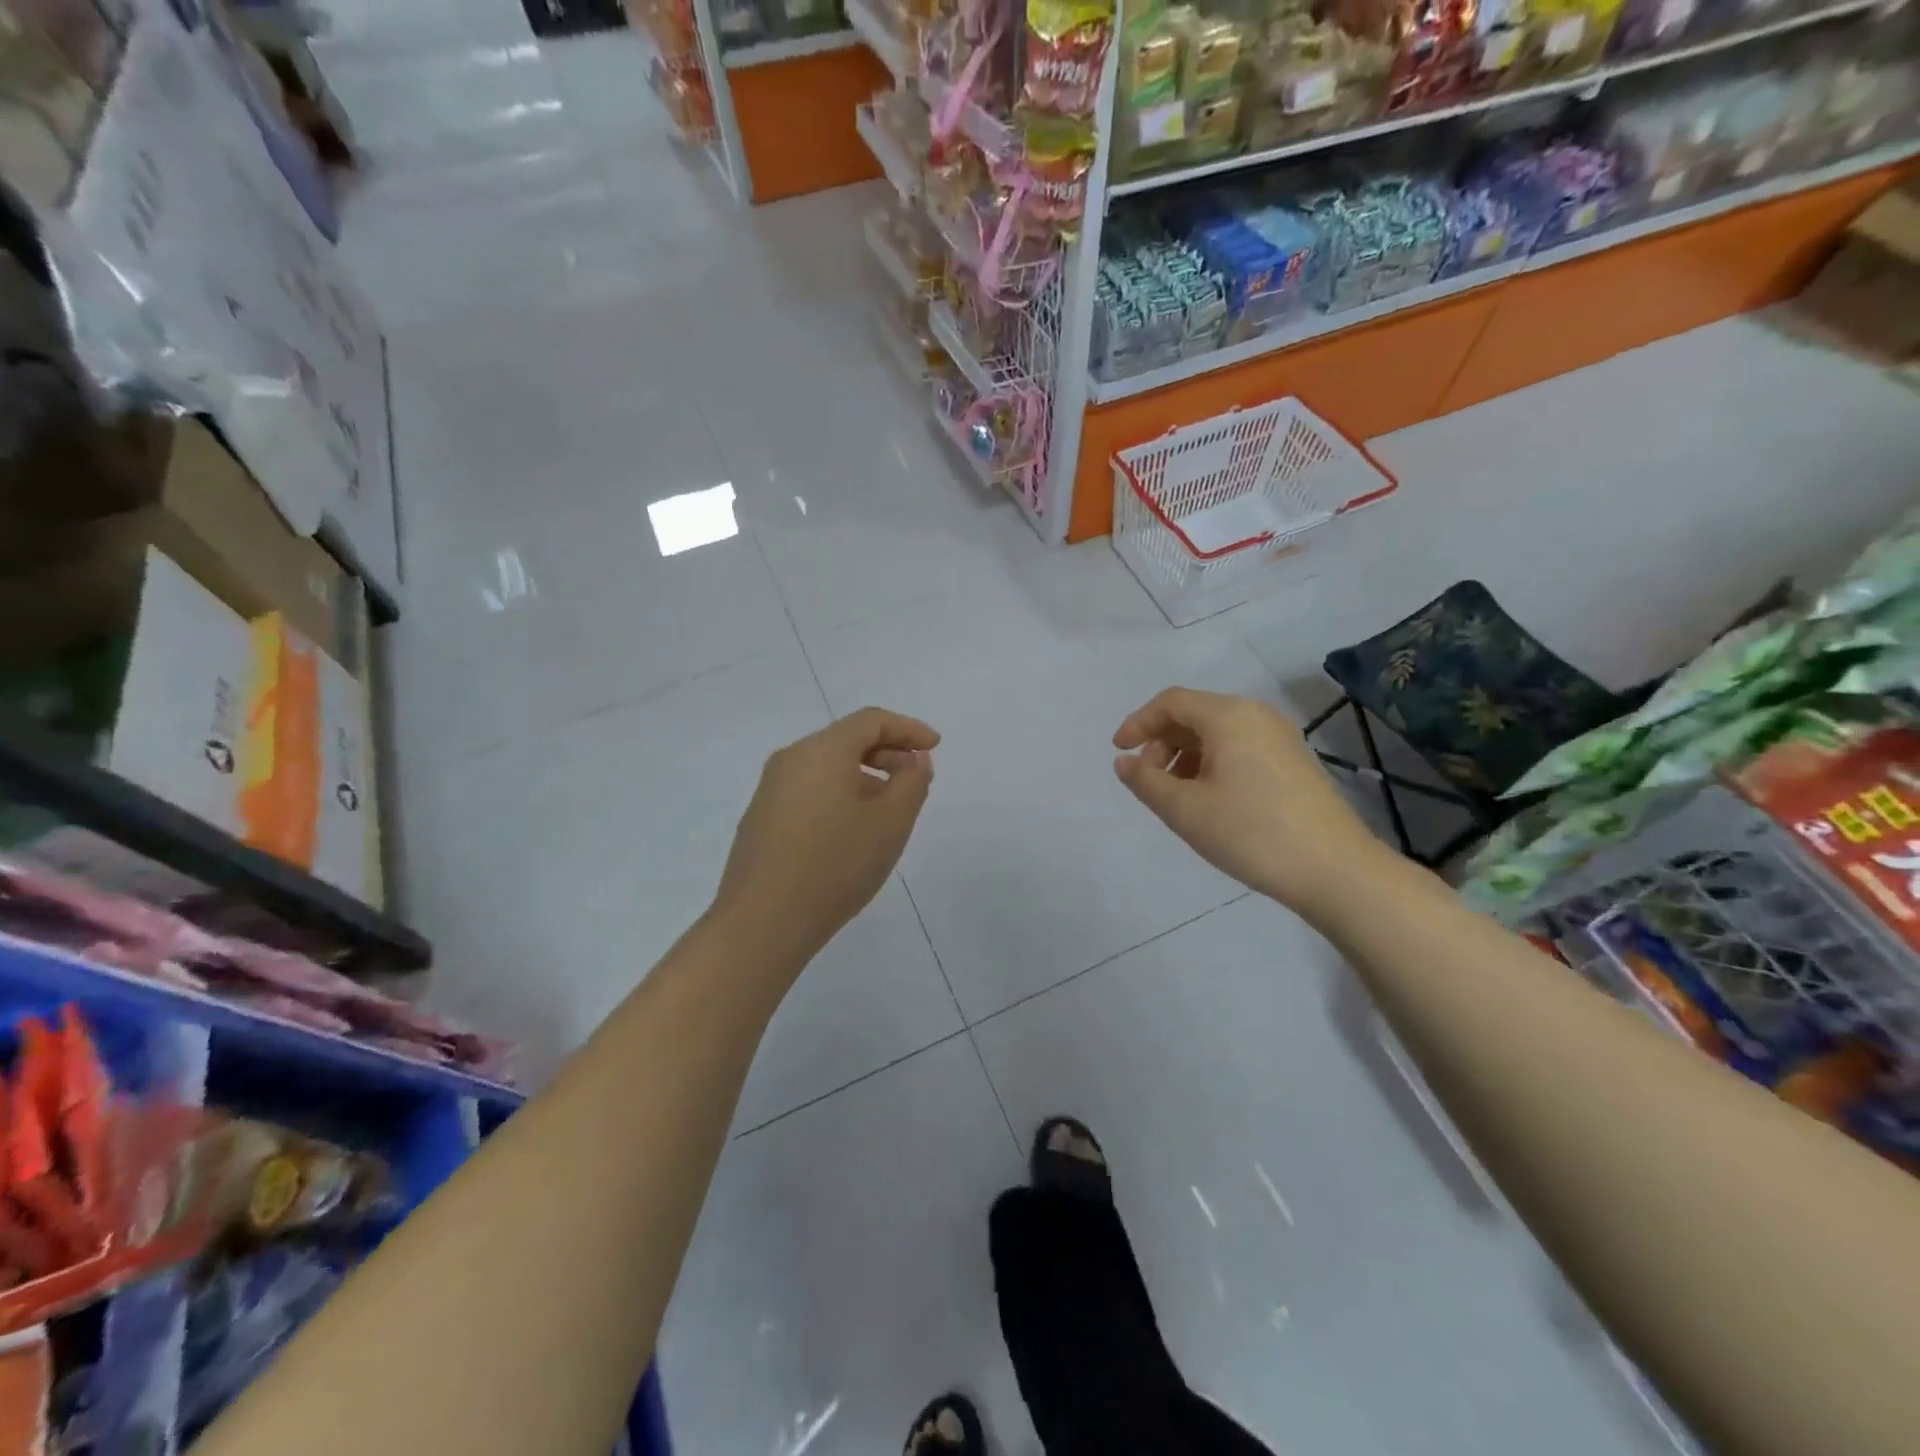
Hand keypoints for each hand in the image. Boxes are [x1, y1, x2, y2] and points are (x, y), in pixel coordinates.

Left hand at [714, 707, 939, 961]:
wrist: (763, 923)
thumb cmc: (835, 865)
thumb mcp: (891, 823)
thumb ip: (912, 782)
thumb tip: (913, 760)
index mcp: (821, 751)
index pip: (870, 721)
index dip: (908, 728)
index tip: (936, 746)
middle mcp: (790, 760)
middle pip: (846, 740)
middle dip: (888, 753)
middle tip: (917, 779)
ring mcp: (770, 790)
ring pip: (827, 767)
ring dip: (865, 777)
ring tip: (889, 809)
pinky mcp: (761, 819)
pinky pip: (809, 790)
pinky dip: (840, 795)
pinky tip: (852, 831)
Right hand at [1112, 688, 1380, 913]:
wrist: (1335, 869)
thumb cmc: (1251, 833)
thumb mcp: (1185, 810)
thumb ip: (1146, 781)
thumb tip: (1124, 761)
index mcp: (1228, 716)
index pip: (1171, 702)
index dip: (1138, 723)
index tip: (1118, 752)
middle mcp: (1256, 715)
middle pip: (1194, 714)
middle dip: (1162, 742)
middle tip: (1149, 781)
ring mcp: (1280, 737)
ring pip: (1217, 733)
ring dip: (1186, 755)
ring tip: (1176, 796)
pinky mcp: (1293, 760)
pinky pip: (1239, 747)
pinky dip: (1212, 763)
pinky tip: (1210, 800)